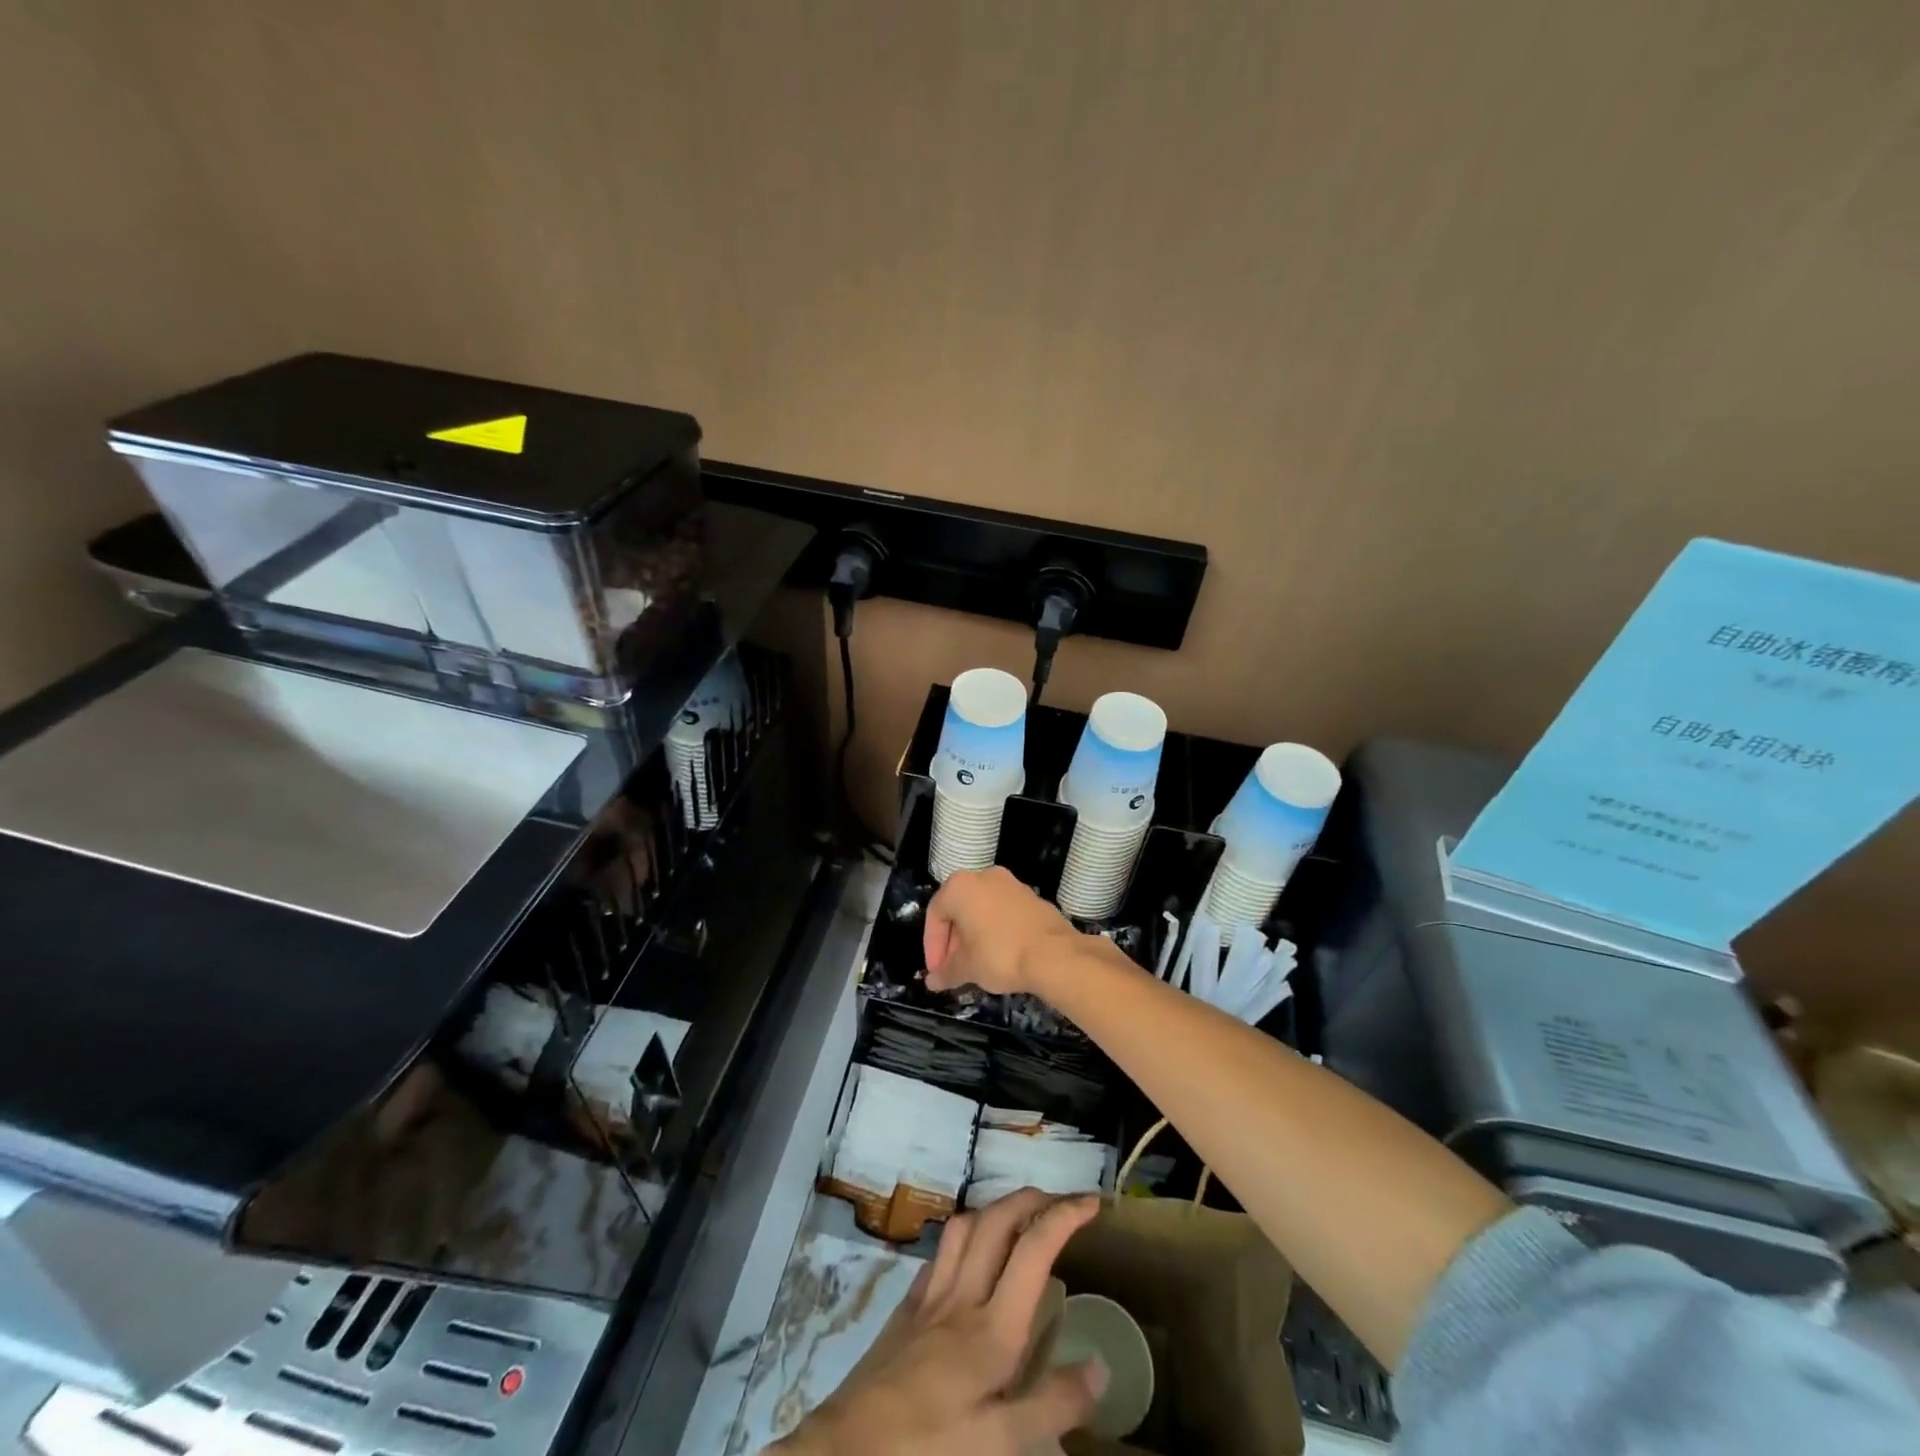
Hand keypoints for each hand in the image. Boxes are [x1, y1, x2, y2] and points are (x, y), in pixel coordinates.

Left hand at [773, 1190, 1104, 1455]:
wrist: (846, 1449)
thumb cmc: (929, 1448)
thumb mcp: (999, 1446)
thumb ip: (1051, 1405)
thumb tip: (1100, 1365)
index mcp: (992, 1327)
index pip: (1034, 1248)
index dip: (1065, 1215)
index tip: (1092, 1202)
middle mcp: (962, 1295)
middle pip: (999, 1220)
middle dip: (1033, 1199)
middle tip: (1063, 1202)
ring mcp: (930, 1296)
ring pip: (966, 1226)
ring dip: (997, 1208)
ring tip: (1021, 1215)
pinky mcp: (906, 1308)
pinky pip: (940, 1253)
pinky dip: (964, 1238)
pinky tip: (970, 1255)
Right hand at [924, 867, 1080, 996]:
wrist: (1054, 954)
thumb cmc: (999, 954)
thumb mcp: (967, 967)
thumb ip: (946, 972)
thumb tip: (933, 981)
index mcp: (960, 887)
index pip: (935, 915)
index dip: (932, 947)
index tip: (938, 971)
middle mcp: (984, 876)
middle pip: (959, 909)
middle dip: (953, 941)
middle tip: (955, 969)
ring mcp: (1011, 884)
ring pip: (982, 909)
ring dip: (974, 936)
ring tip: (976, 965)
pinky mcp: (1031, 896)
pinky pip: (1004, 912)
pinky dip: (996, 930)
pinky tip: (1000, 955)